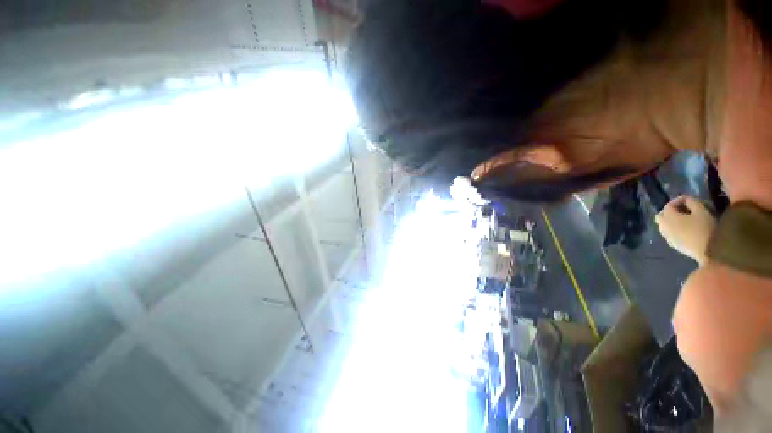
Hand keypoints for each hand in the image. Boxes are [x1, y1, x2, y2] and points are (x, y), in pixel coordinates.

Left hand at [655, 196, 716, 264]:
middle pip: (661, 216)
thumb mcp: (701, 211)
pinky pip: (669, 234)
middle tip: (683, 208)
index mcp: (668, 218)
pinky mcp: (673, 245)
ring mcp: (667, 237)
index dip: (677, 200)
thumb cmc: (705, 228)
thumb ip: (692, 202)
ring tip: (685, 218)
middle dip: (670, 210)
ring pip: (663, 225)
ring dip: (671, 220)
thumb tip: (687, 200)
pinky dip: (673, 228)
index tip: (688, 198)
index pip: (668, 206)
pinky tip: (685, 228)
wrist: (708, 252)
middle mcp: (663, 227)